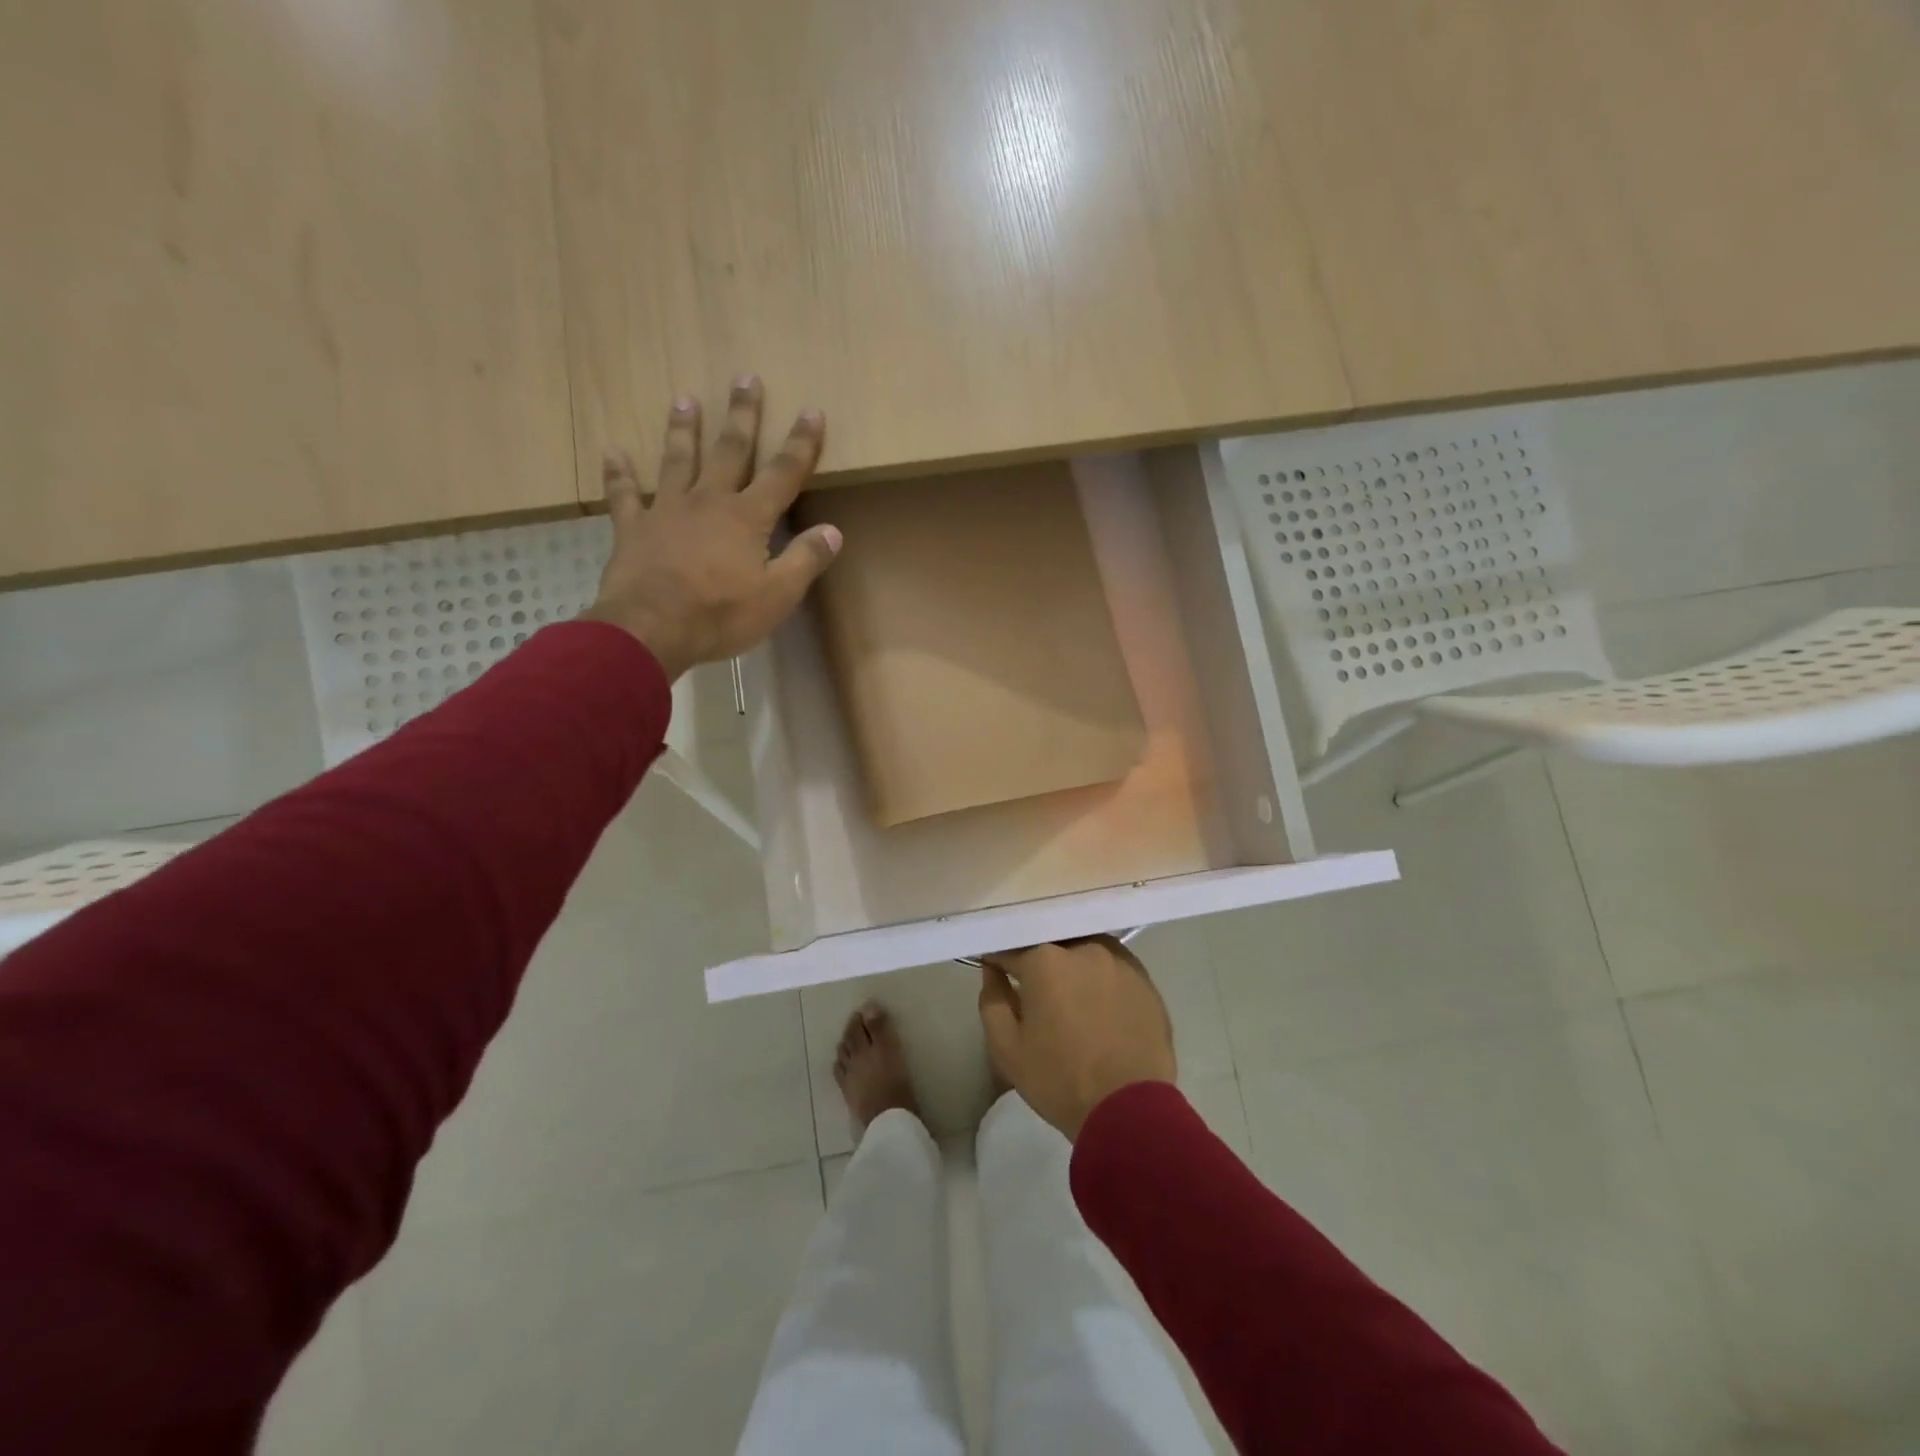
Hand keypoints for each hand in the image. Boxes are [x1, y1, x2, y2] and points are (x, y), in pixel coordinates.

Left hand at [582, 376, 841, 679]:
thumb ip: (805, 560)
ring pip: (677, 461)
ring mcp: (666, 511)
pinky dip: (619, 474)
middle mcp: (708, 501)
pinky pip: (624, 495)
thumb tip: (833, 531)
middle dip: (742, 416)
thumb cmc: (722, 614)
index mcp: (747, 517)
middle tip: (744, 378)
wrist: (652, 628)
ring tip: (685, 399)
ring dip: (683, 430)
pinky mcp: (633, 528)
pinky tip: (613, 452)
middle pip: (729, 451)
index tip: (811, 411)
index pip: (782, 473)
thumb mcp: (778, 595)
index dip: (801, 444)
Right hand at [977, 936, 1176, 1140]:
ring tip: (1072, 996)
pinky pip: (1114, 968)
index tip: (997, 973)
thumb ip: (993, 1000)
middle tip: (1036, 989)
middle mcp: (1084, 948)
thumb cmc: (1059, 1079)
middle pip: (1052, 943)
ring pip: (1086, 950)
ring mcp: (1120, 961)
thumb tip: (992, 971)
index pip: (1012, 947)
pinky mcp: (1146, 980)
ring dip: (1074, 965)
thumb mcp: (1007, 1048)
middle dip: (1040, 960)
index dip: (1000, 961)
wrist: (1129, 1111)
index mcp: (1044, 959)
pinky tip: (1101, 1005)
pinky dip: (1102, 979)